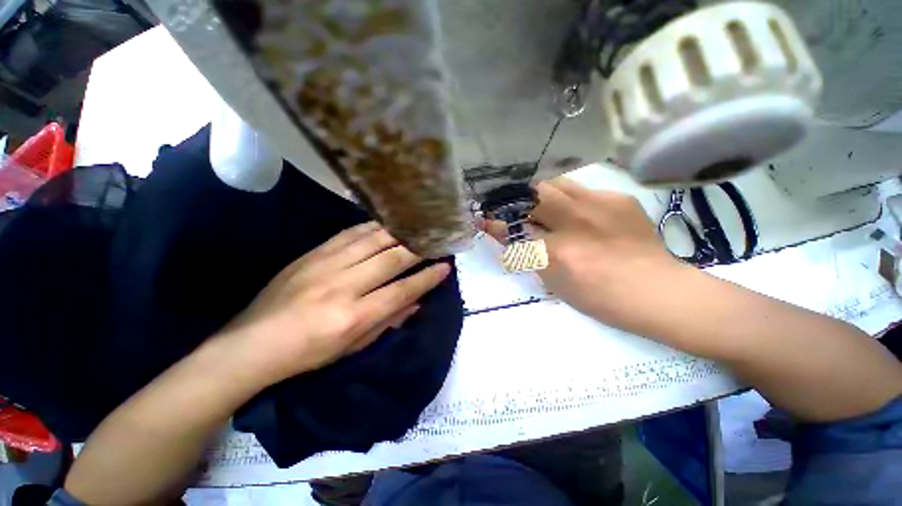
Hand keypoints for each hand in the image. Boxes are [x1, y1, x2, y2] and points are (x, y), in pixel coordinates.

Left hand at [221, 222, 450, 387]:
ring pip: (372, 240)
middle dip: (419, 248)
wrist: (253, 343)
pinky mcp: (312, 254)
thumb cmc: (308, 354)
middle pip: (391, 259)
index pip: (402, 290)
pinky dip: (372, 227)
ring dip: (399, 232)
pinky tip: (386, 224)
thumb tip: (416, 302)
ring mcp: (326, 265)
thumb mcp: (353, 347)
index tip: (445, 267)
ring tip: (416, 227)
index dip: (427, 278)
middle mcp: (343, 286)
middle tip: (436, 240)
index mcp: (354, 316)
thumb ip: (388, 321)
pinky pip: (349, 233)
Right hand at [482, 178, 683, 332]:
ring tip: (539, 205)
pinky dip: (566, 197)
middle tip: (511, 207)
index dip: (495, 222)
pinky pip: (579, 188)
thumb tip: (503, 234)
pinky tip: (573, 211)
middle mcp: (576, 221)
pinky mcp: (618, 197)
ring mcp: (599, 204)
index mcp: (557, 252)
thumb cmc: (598, 296)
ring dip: (539, 193)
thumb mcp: (553, 281)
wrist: (656, 290)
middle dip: (515, 198)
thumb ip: (526, 254)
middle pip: (533, 192)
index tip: (485, 219)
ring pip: (555, 182)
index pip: (513, 229)